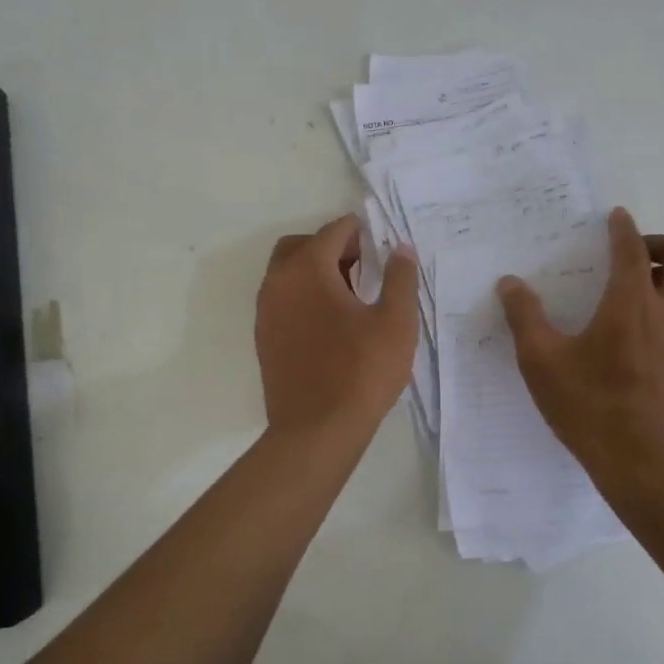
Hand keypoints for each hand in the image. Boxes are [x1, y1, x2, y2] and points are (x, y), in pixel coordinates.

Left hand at [256, 216, 420, 437]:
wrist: (316, 431)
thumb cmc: (361, 372)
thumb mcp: (395, 322)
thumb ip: (400, 278)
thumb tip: (400, 249)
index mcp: (307, 270)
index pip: (333, 232)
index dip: (361, 232)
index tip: (382, 244)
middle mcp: (278, 283)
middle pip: (301, 246)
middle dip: (332, 247)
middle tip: (364, 266)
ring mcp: (266, 311)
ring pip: (288, 273)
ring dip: (316, 272)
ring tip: (352, 296)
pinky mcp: (264, 338)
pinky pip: (282, 300)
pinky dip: (304, 296)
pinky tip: (332, 324)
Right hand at [497, 207, 663, 494]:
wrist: (648, 467)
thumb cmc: (590, 410)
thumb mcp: (541, 363)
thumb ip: (524, 317)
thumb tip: (509, 283)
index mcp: (630, 303)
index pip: (632, 248)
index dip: (623, 228)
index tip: (617, 218)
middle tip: (640, 259)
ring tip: (662, 292)